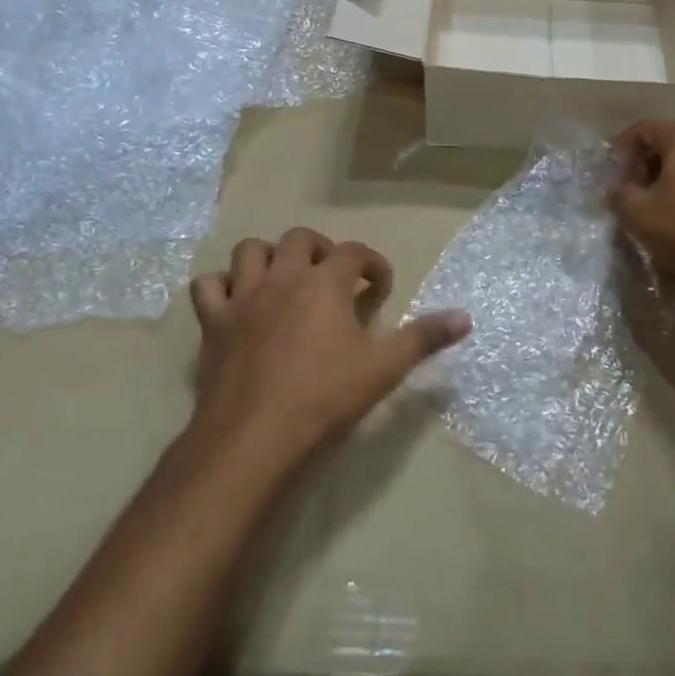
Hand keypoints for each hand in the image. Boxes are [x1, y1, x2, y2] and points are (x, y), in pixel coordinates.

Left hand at [188, 228, 471, 473]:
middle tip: (333, 279)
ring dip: (269, 257)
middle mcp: (283, 277)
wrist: (254, 437)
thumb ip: (424, 338)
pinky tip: (236, 303)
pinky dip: (222, 287)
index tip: (380, 287)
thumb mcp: (384, 368)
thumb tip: (466, 317)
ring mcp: (243, 297)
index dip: (372, 264)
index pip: (354, 252)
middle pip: (300, 238)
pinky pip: (208, 287)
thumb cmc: (325, 398)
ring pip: (250, 251)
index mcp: (325, 283)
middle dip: (321, 250)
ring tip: (284, 280)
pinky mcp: (213, 323)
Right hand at [609, 120, 674, 295]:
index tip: (609, 175)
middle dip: (644, 168)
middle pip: (669, 146)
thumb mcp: (639, 215)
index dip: (619, 150)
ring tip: (658, 214)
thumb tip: (619, 190)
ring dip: (670, 184)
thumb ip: (619, 195)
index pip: (642, 129)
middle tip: (630, 196)